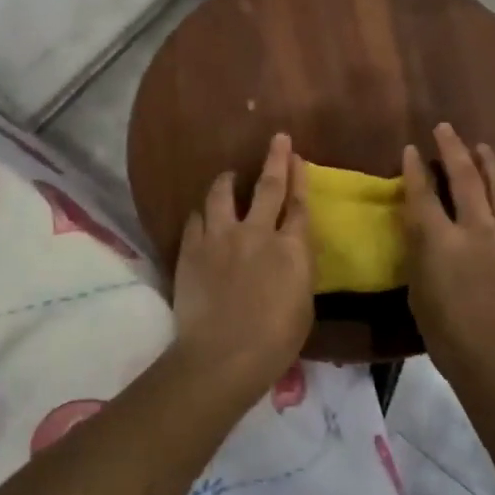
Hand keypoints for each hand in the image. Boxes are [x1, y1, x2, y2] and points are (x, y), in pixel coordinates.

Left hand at [173, 133, 314, 393]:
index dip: (300, 178)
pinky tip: (202, 213)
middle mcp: (257, 232)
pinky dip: (202, 212)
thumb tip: (290, 255)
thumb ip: (297, 270)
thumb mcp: (303, 305)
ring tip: (229, 176)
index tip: (298, 158)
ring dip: (228, 180)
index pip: (299, 204)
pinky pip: (196, 218)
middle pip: (268, 186)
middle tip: (277, 138)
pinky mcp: (191, 248)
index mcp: (292, 249)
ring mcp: (221, 237)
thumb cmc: (274, 342)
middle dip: (275, 159)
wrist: (223, 355)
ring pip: (222, 194)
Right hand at [403, 124, 494, 381]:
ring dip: (492, 165)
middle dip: (455, 149)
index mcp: (441, 240)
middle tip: (448, 129)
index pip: (423, 193)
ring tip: (486, 150)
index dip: (416, 168)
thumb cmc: (447, 334)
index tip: (413, 149)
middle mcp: (478, 229)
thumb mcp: (418, 291)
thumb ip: (421, 253)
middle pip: (466, 178)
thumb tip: (422, 227)